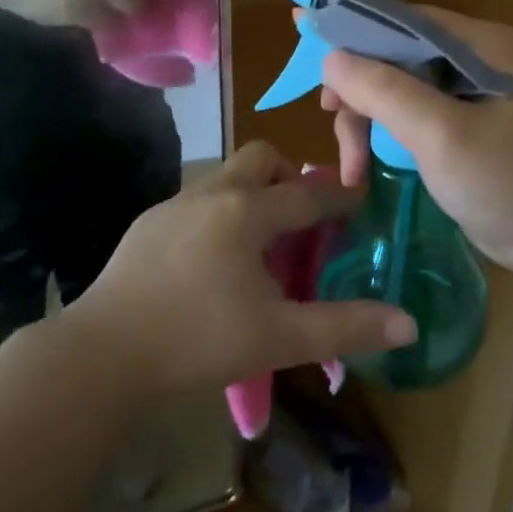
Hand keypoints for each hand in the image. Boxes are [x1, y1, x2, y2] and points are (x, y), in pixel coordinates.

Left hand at [64, 142, 417, 397]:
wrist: (104, 352)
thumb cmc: (198, 340)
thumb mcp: (279, 337)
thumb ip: (346, 327)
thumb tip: (408, 323)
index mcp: (247, 212)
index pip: (307, 193)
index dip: (339, 196)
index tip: (360, 196)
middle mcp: (212, 194)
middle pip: (260, 158)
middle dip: (288, 176)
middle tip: (301, 216)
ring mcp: (174, 205)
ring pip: (225, 177)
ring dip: (251, 194)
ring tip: (261, 241)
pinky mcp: (147, 224)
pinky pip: (196, 201)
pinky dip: (219, 214)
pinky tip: (213, 260)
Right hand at [318, 7, 512, 280]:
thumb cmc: (509, 186)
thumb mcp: (442, 137)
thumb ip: (385, 91)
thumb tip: (330, 56)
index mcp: (481, 44)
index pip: (403, 19)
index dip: (352, 27)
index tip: (304, 39)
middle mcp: (477, 56)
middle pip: (395, 54)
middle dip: (359, 89)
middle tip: (333, 122)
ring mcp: (472, 90)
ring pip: (397, 86)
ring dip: (366, 120)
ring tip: (352, 167)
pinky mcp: (466, 120)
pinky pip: (410, 111)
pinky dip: (384, 134)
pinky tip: (366, 165)